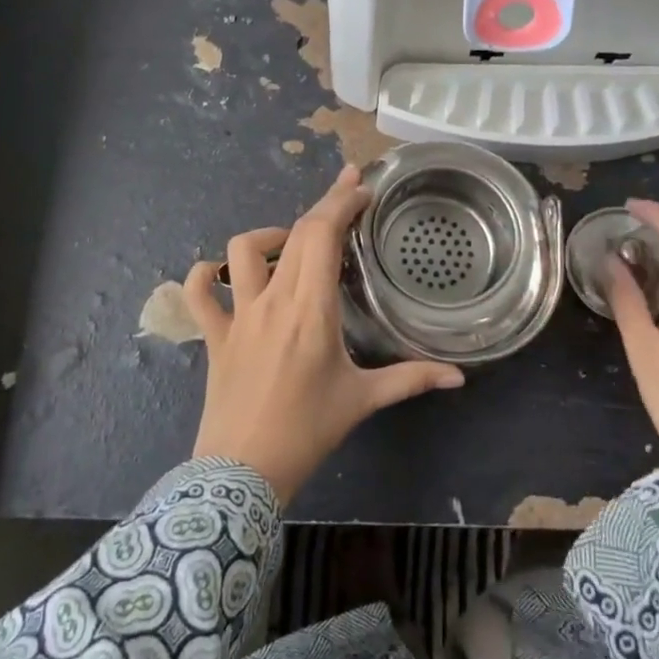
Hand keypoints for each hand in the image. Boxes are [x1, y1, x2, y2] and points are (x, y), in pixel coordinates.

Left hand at [183, 165, 465, 503]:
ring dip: (268, 237)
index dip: (341, 203)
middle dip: (323, 204)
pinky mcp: (214, 334)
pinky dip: (207, 276)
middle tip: (347, 193)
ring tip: (291, 248)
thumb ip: (410, 380)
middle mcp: (273, 300)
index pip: (323, 235)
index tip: (361, 186)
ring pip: (241, 251)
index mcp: (312, 309)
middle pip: (295, 233)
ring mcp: (238, 315)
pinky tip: (223, 277)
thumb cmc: (307, 431)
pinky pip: (199, 293)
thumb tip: (458, 377)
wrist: (242, 471)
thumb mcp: (362, 401)